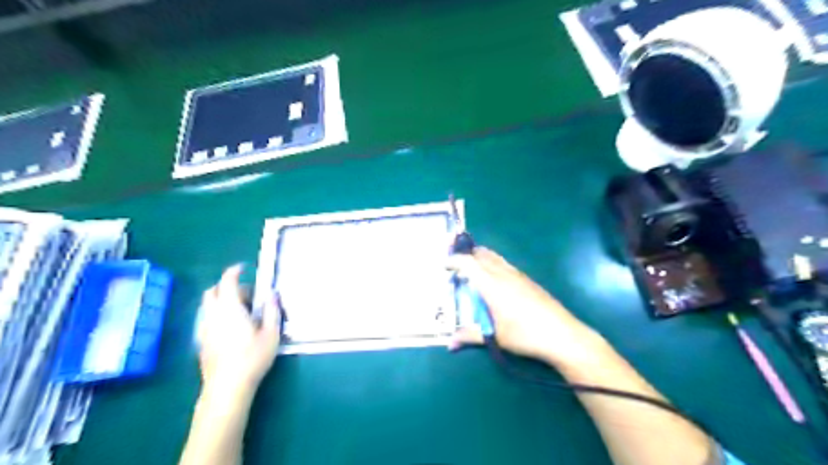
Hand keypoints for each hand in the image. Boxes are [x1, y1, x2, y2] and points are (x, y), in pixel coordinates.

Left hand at [196, 264, 280, 399]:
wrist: (227, 387)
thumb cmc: (253, 357)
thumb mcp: (271, 333)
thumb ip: (272, 311)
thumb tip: (273, 294)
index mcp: (230, 308)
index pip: (227, 281)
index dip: (234, 271)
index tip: (244, 268)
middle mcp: (213, 315)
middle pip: (213, 291)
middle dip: (227, 286)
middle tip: (248, 294)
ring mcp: (204, 328)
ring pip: (208, 305)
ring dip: (222, 300)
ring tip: (242, 311)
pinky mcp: (201, 341)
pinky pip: (207, 318)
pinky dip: (217, 313)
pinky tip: (231, 327)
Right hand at [450, 247, 605, 366]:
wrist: (563, 334)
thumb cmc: (525, 335)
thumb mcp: (495, 337)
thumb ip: (470, 336)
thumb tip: (449, 343)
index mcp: (491, 284)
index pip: (468, 263)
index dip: (454, 261)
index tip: (444, 265)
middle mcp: (504, 273)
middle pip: (482, 255)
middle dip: (467, 256)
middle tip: (456, 266)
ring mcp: (518, 275)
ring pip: (495, 257)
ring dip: (481, 259)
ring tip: (473, 271)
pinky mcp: (528, 280)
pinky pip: (505, 264)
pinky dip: (493, 265)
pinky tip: (495, 281)